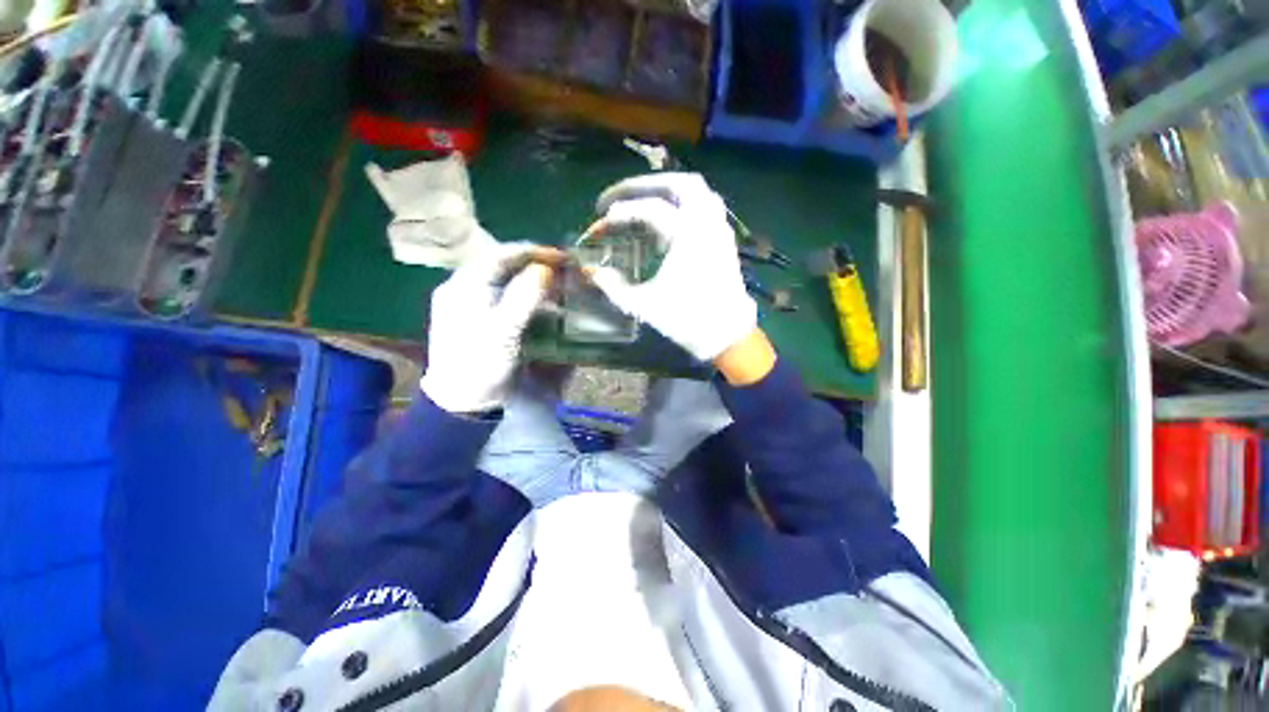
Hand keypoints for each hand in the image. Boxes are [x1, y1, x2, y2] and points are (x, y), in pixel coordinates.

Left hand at [420, 243, 560, 413]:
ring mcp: (467, 303)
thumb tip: (545, 269)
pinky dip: (522, 293)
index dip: (532, 251)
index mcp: (464, 286)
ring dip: (528, 277)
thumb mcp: (505, 331)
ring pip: (501, 279)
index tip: (560, 255)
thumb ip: (524, 297)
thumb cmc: (482, 365)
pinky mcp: (475, 317)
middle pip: (500, 264)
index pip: (500, 255)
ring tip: (553, 282)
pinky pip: (501, 295)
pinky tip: (537, 301)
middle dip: (532, 263)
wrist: (461, 400)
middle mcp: (462, 288)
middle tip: (560, 268)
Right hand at [584, 173, 756, 361]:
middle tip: (616, 198)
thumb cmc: (686, 319)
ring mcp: (719, 228)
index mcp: (686, 236)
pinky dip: (683, 202)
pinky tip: (667, 219)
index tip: (599, 223)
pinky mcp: (724, 238)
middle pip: (676, 183)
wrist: (726, 334)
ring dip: (666, 188)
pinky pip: (705, 204)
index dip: (619, 213)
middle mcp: (705, 223)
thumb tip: (589, 269)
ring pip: (696, 189)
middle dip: (641, 185)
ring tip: (641, 200)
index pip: (648, 210)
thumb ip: (612, 285)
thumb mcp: (643, 304)